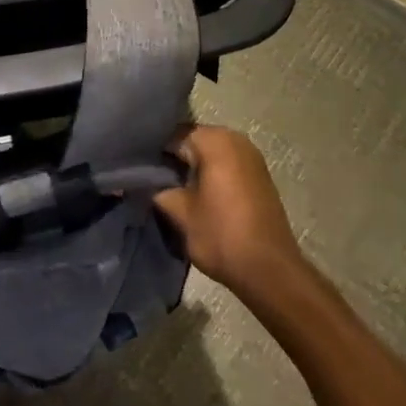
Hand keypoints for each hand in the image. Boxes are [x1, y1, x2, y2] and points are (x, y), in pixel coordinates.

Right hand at [154, 124, 303, 295]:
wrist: (270, 270)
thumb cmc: (221, 235)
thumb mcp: (179, 212)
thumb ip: (156, 188)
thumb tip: (140, 180)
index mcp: (215, 140)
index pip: (172, 134)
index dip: (151, 150)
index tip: (135, 168)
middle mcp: (235, 139)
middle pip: (192, 140)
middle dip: (171, 157)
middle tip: (148, 178)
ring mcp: (251, 156)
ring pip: (209, 152)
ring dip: (190, 166)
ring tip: (168, 187)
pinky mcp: (258, 175)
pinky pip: (224, 164)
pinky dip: (208, 173)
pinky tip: (194, 193)